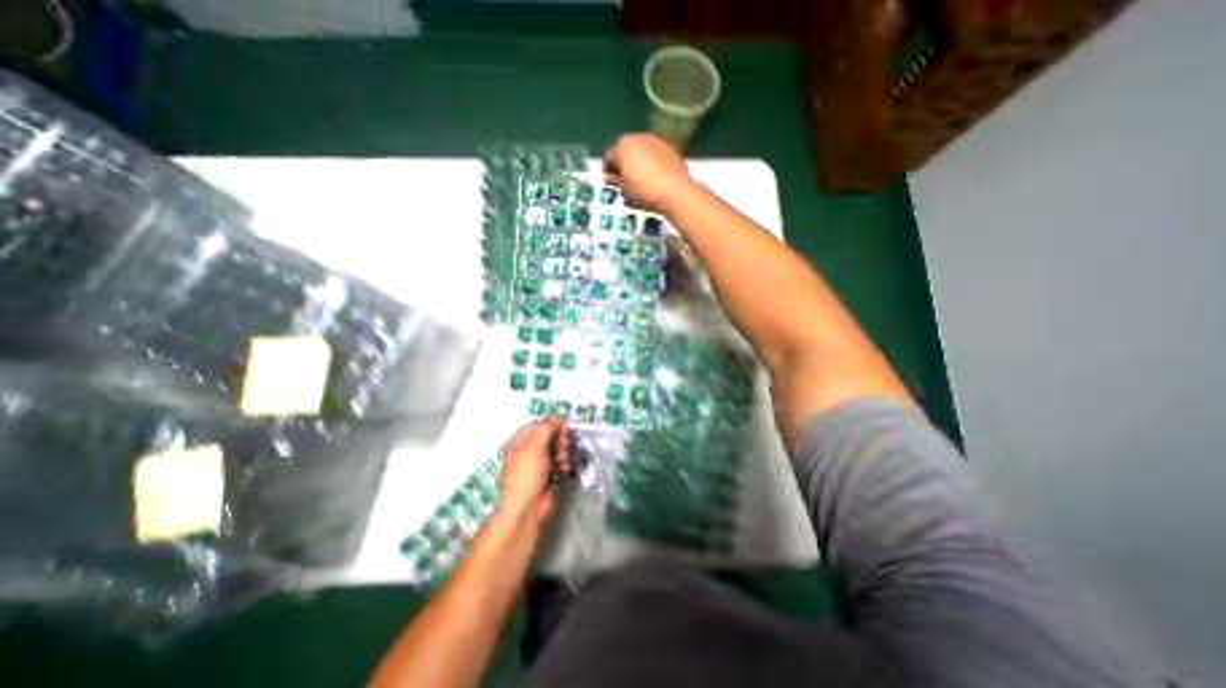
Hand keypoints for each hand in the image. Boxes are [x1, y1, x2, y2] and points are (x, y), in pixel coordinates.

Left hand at [493, 420, 570, 531]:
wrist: (527, 510)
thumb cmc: (526, 476)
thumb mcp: (534, 447)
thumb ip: (546, 428)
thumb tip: (557, 418)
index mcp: (518, 443)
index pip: (537, 426)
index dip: (551, 424)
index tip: (563, 426)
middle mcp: (528, 453)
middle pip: (549, 437)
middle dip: (560, 439)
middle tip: (565, 445)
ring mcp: (540, 465)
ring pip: (557, 449)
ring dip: (564, 452)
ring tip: (564, 461)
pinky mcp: (550, 476)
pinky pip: (561, 463)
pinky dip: (565, 465)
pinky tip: (565, 470)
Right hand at [606, 132, 697, 212]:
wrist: (675, 191)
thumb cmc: (644, 191)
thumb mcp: (624, 190)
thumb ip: (616, 180)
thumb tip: (613, 176)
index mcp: (622, 147)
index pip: (609, 157)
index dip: (608, 170)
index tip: (611, 182)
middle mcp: (638, 138)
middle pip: (626, 149)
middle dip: (624, 162)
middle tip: (625, 179)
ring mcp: (656, 140)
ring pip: (641, 149)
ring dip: (639, 160)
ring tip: (641, 178)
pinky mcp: (670, 148)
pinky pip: (655, 154)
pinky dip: (652, 161)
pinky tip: (655, 176)